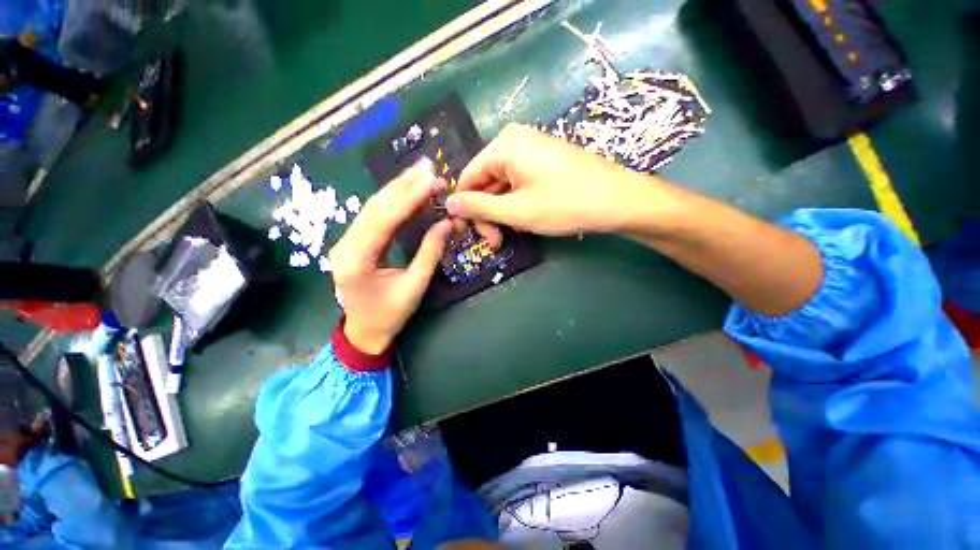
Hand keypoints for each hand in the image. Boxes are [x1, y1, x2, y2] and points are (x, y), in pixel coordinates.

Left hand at [329, 160, 450, 353]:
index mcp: (356, 262)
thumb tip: (447, 221)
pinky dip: (390, 200)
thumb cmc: (388, 317)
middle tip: (427, 166)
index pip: (383, 220)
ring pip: (371, 208)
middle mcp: (345, 247)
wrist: (362, 333)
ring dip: (396, 188)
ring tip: (420, 171)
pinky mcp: (349, 242)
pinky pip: (370, 216)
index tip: (431, 178)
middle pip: (374, 208)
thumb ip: (429, 253)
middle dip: (402, 185)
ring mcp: (344, 243)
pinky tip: (405, 188)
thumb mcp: (413, 288)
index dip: (408, 197)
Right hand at [446, 123, 652, 235]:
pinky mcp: (548, 156)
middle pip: (486, 178)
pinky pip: (521, 177)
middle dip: (489, 211)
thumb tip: (448, 204)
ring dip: (505, 209)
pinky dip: (520, 199)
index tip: (474, 237)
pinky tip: (530, 218)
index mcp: (503, 144)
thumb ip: (478, 207)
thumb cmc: (566, 203)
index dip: (466, 209)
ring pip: (504, 181)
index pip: (468, 177)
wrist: (619, 199)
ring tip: (517, 231)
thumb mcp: (517, 210)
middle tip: (497, 242)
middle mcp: (515, 138)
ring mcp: (534, 145)